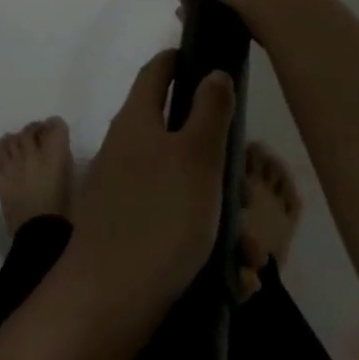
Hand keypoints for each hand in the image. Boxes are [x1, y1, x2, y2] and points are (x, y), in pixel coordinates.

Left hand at [69, 50, 235, 319]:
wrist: (109, 298)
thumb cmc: (160, 215)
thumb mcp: (198, 155)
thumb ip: (210, 110)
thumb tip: (212, 73)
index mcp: (137, 120)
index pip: (157, 72)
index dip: (180, 60)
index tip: (207, 62)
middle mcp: (126, 149)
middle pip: (179, 136)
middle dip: (219, 161)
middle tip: (246, 189)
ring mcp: (124, 191)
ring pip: (184, 187)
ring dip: (221, 213)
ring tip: (249, 254)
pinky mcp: (129, 231)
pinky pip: (175, 225)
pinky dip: (205, 243)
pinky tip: (235, 277)